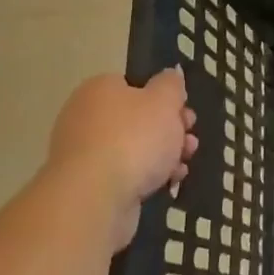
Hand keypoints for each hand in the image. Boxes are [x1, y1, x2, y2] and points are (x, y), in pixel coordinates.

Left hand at [47, 70, 197, 249]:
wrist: (95, 198)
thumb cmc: (134, 138)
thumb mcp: (164, 101)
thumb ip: (171, 85)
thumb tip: (169, 76)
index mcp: (99, 90)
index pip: (134, 85)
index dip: (164, 97)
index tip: (184, 112)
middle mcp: (85, 117)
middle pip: (137, 118)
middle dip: (170, 129)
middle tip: (190, 138)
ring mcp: (84, 153)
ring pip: (134, 148)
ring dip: (164, 155)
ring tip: (184, 164)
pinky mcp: (89, 185)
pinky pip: (125, 174)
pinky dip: (148, 176)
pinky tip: (169, 182)